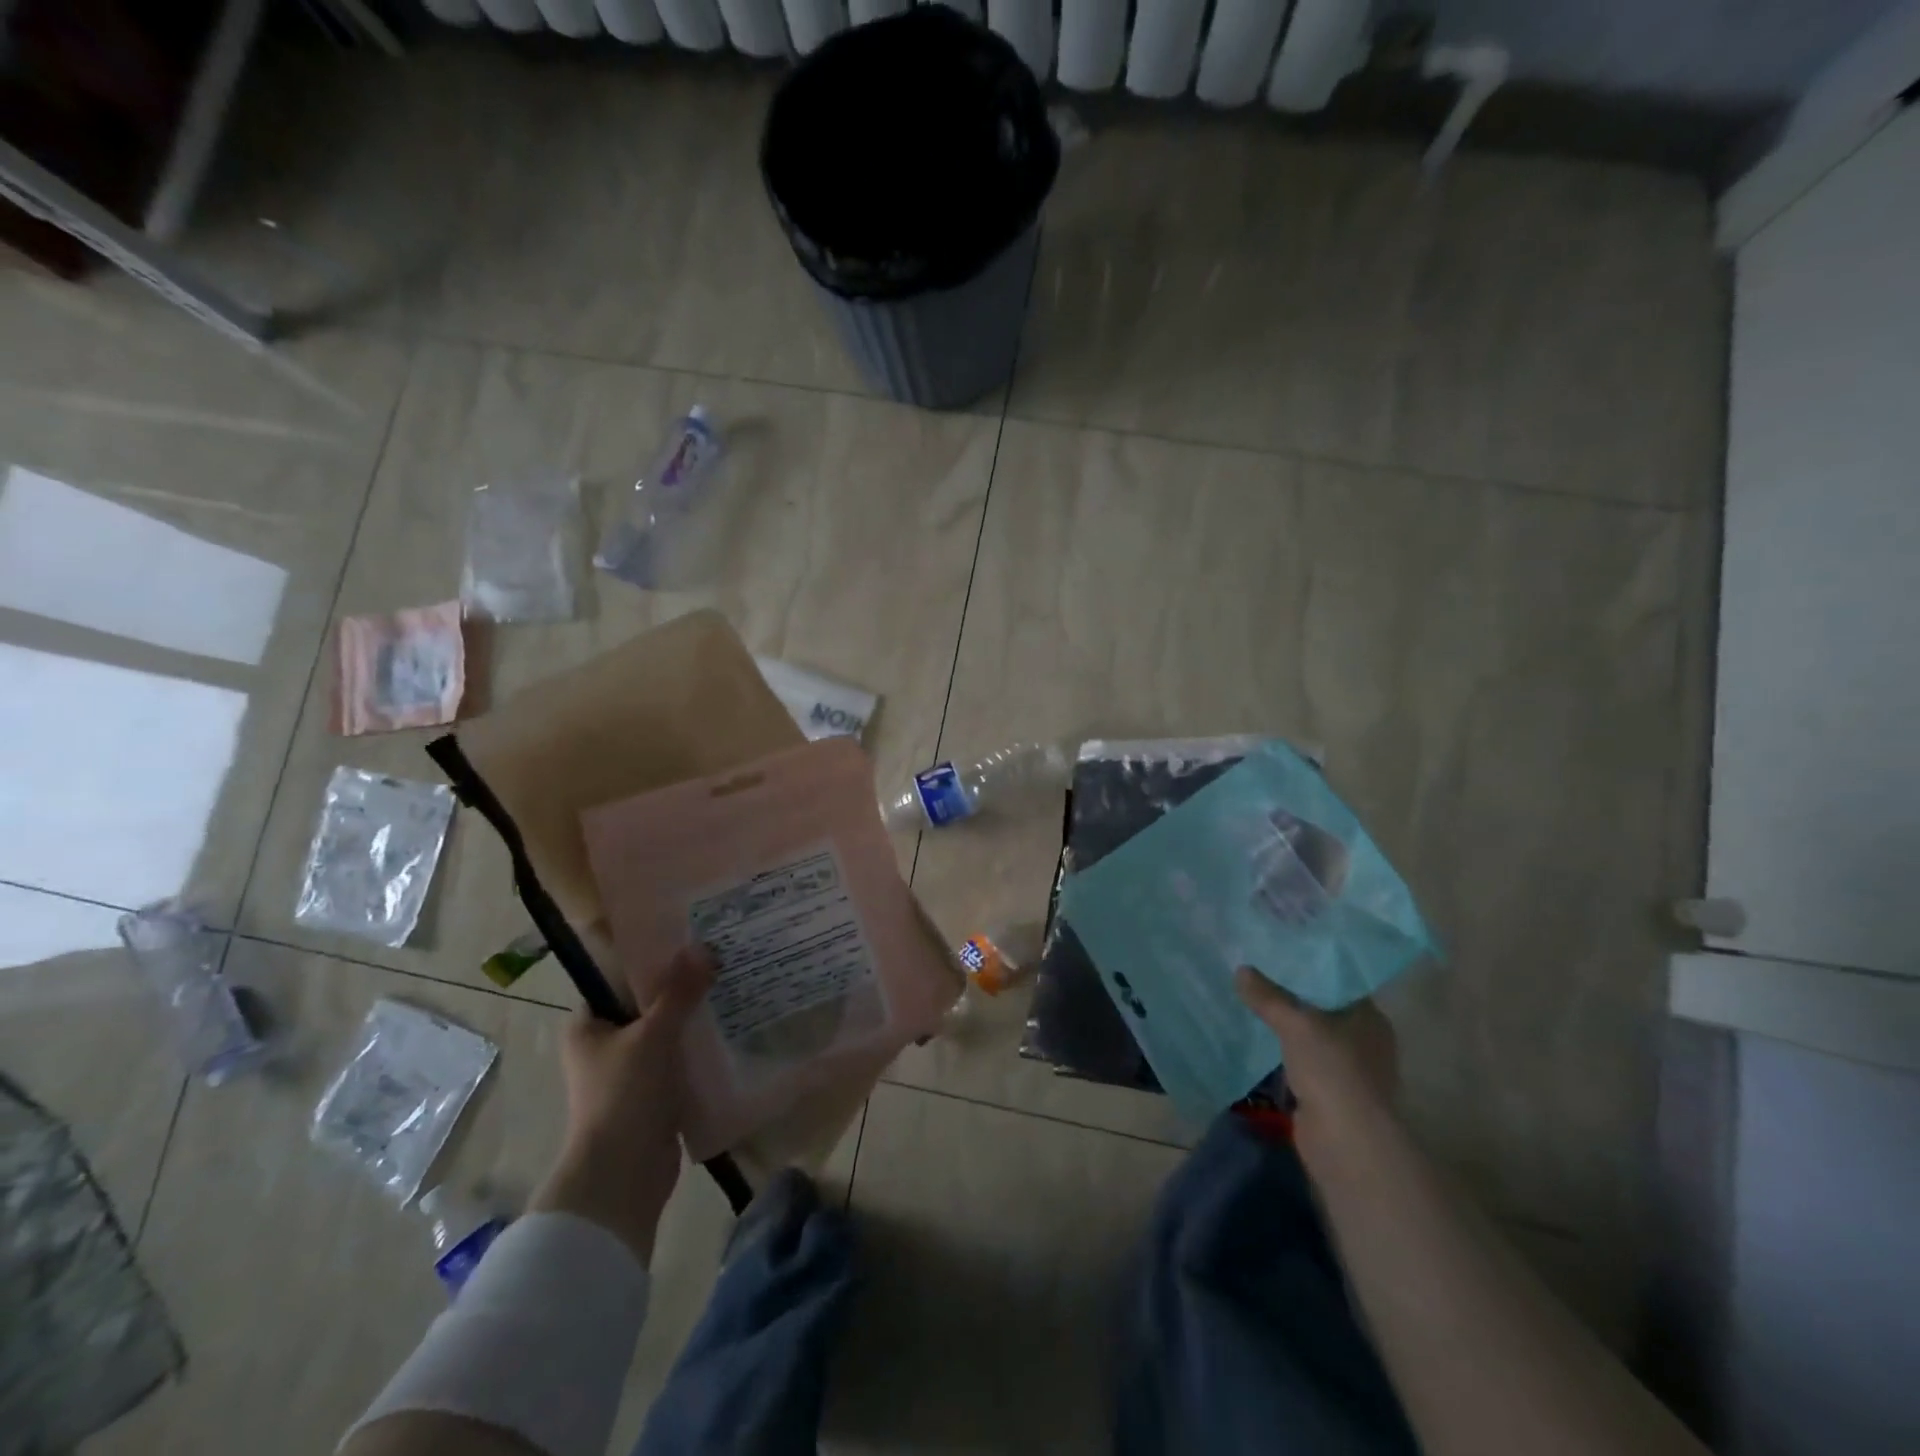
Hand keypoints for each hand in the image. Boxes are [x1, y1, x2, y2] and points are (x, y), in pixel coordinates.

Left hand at [529, 945, 713, 1266]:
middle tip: (721, 962)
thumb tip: (704, 947)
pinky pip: (678, 1063)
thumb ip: (680, 991)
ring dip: (694, 1021)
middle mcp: (602, 1047)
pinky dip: (698, 1051)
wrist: (621, 1177)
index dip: (654, 960)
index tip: (691, 941)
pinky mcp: (651, 1098)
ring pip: (666, 1035)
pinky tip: (730, 1033)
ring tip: (733, 991)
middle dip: (682, 989)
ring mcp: (627, 1074)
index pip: (620, 979)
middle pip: (647, 1006)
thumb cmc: (624, 1095)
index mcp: (587, 1026)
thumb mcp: (654, 1034)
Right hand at [1235, 967, 1397, 1127]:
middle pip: (1325, 1008)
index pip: (1339, 981)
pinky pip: (1305, 1061)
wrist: (1345, 1141)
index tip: (1281, 953)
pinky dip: (1287, 1053)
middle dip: (1295, 996)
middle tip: (1260, 973)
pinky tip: (1263, 1040)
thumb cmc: (1331, 1070)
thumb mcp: (1294, 1024)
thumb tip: (1241, 970)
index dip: (1311, 966)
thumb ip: (1268, 996)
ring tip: (1255, 1002)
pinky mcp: (1333, 1093)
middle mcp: (1366, 1040)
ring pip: (1313, 1036)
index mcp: (1370, 1017)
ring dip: (1290, 1027)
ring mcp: (1350, 1069)